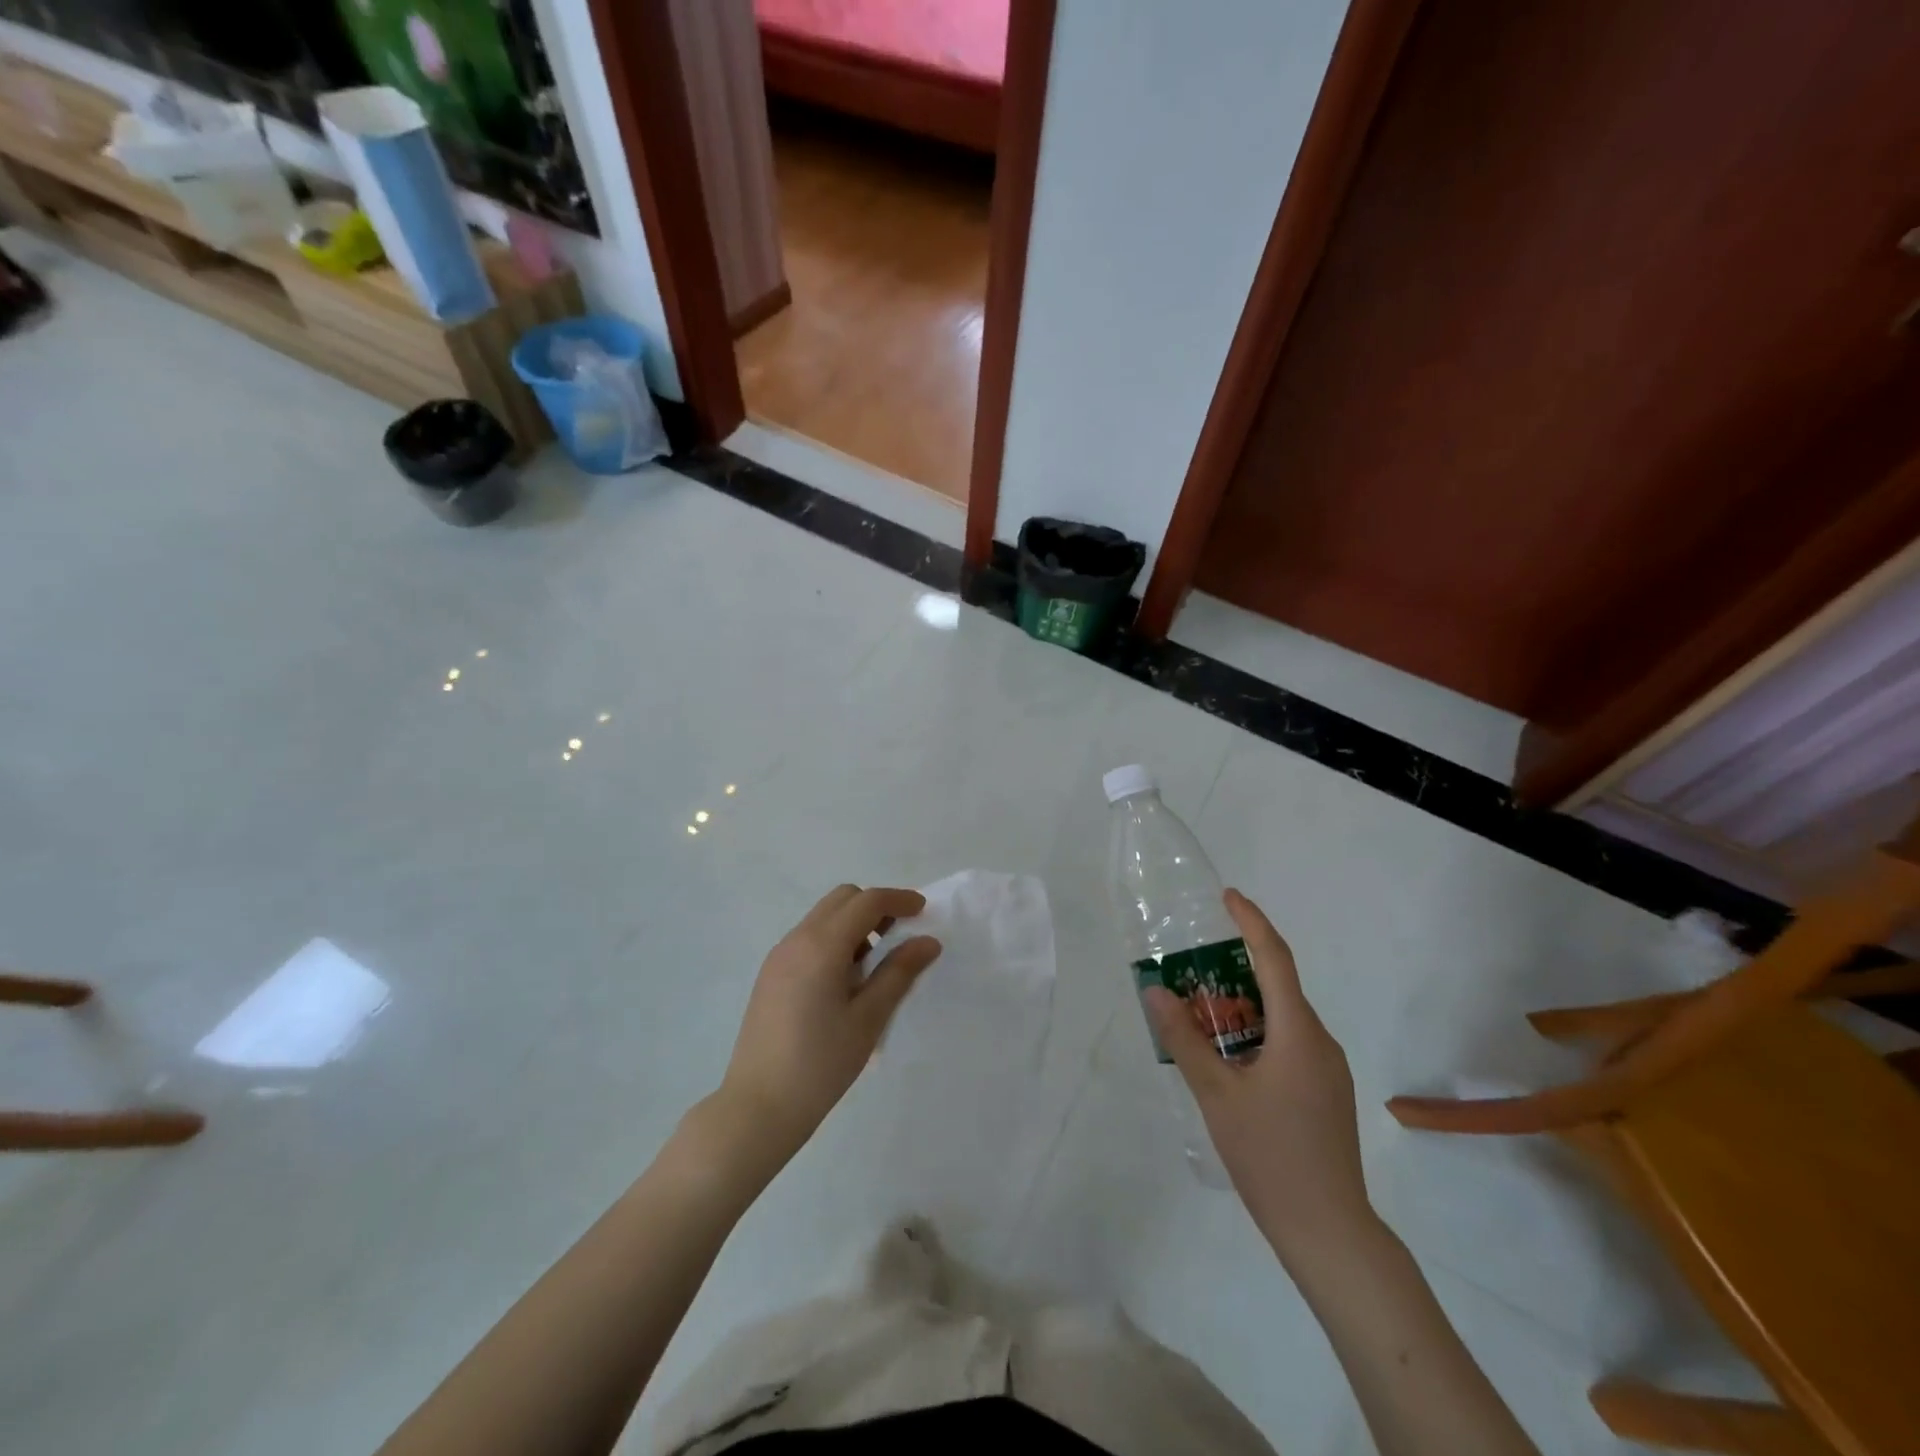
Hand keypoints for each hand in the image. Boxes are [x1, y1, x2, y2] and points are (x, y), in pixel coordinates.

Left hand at [714, 884, 941, 1168]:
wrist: (758, 1107)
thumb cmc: (820, 1064)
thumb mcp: (868, 1019)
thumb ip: (899, 973)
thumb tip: (927, 941)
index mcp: (821, 946)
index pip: (866, 902)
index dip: (898, 899)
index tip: (924, 911)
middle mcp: (797, 939)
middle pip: (842, 899)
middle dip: (875, 906)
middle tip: (901, 935)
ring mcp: (779, 956)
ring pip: (823, 917)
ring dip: (854, 924)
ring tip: (876, 963)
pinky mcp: (771, 974)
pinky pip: (809, 938)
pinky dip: (834, 941)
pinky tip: (846, 980)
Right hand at [1145, 889, 1376, 1264]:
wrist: (1330, 1231)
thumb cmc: (1270, 1156)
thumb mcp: (1217, 1094)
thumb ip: (1185, 1039)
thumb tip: (1156, 990)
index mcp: (1298, 1033)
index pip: (1276, 959)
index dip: (1253, 922)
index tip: (1228, 897)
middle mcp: (1320, 1041)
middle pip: (1279, 986)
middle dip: (1238, 966)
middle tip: (1194, 964)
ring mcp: (1328, 1069)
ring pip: (1284, 1017)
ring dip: (1245, 1004)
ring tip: (1202, 1011)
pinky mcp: (1326, 1092)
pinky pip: (1290, 1042)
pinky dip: (1258, 1032)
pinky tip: (1229, 1057)